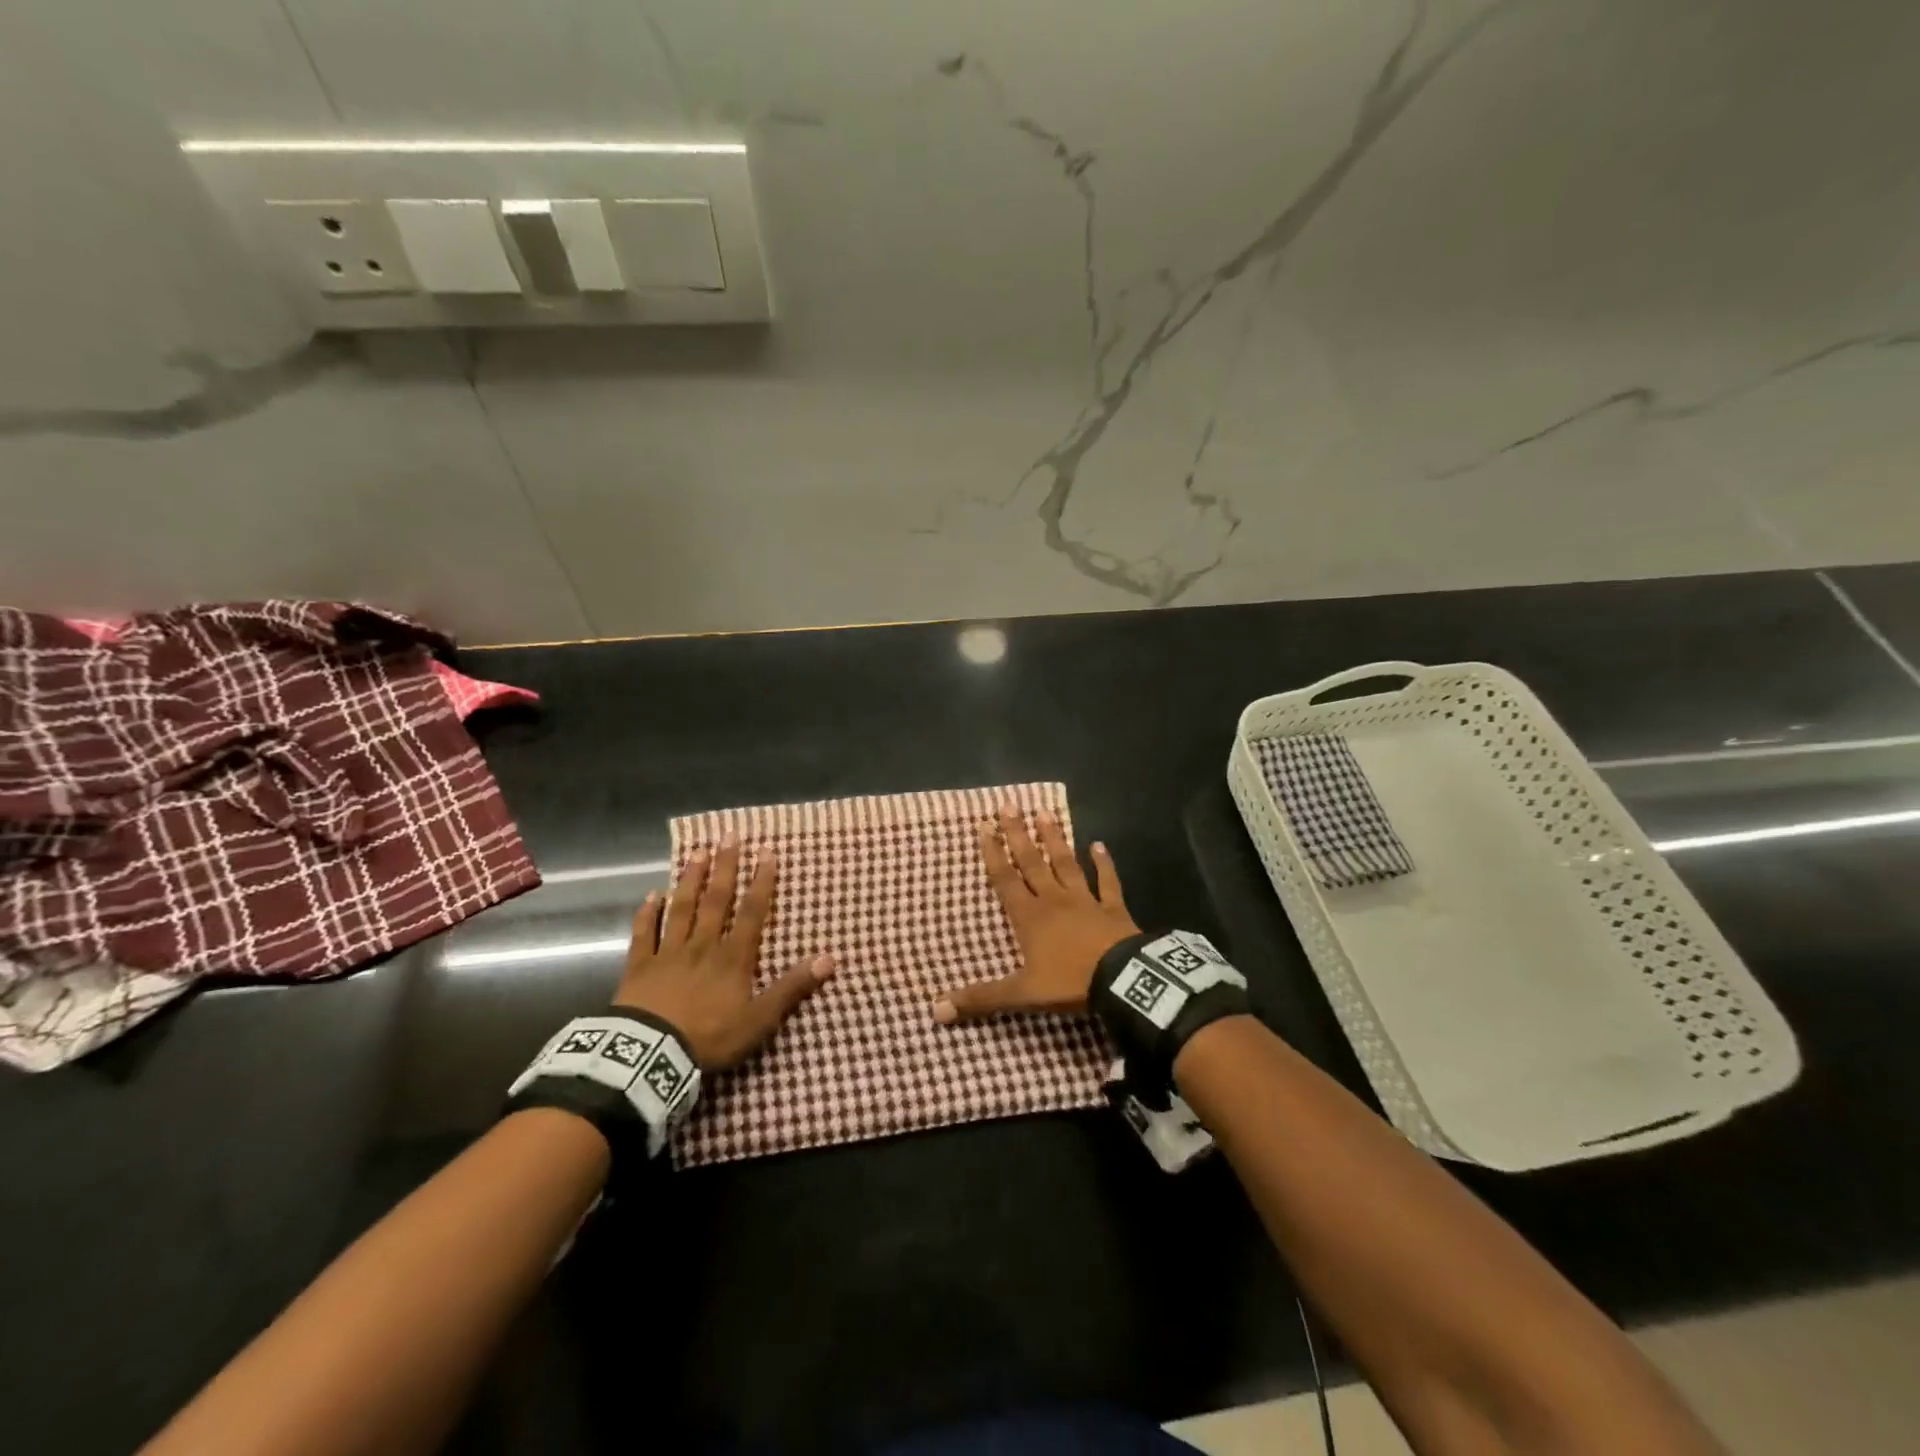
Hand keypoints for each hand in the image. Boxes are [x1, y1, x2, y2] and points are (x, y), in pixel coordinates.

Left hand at [615, 838, 833, 1068]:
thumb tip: (829, 959)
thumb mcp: (759, 1020)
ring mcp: (668, 954)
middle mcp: (702, 946)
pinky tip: (651, 895)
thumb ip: (791, 988)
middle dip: (725, 868)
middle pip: (716, 900)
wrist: (650, 1057)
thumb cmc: (709, 1037)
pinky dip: (647, 914)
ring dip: (690, 880)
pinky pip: (644, 934)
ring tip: (697, 853)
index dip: (761, 882)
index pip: (751, 912)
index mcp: (732, 957)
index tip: (767, 852)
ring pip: (681, 909)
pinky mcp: (639, 967)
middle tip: (729, 837)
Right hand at [935, 806, 1138, 1022]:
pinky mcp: (1112, 907)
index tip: (985, 825)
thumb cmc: (1069, 982)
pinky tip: (1098, 844)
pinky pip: (1107, 881)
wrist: (1122, 981)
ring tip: (1045, 813)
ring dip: (1055, 839)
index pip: (1005, 879)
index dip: (993, 853)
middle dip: (1019, 835)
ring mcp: (1085, 900)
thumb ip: (981, 998)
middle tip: (1010, 805)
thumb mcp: (1021, 994)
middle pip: (1032, 862)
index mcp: (1030, 916)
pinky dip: (1103, 863)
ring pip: (1066, 864)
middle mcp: (1054, 900)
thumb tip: (936, 1010)